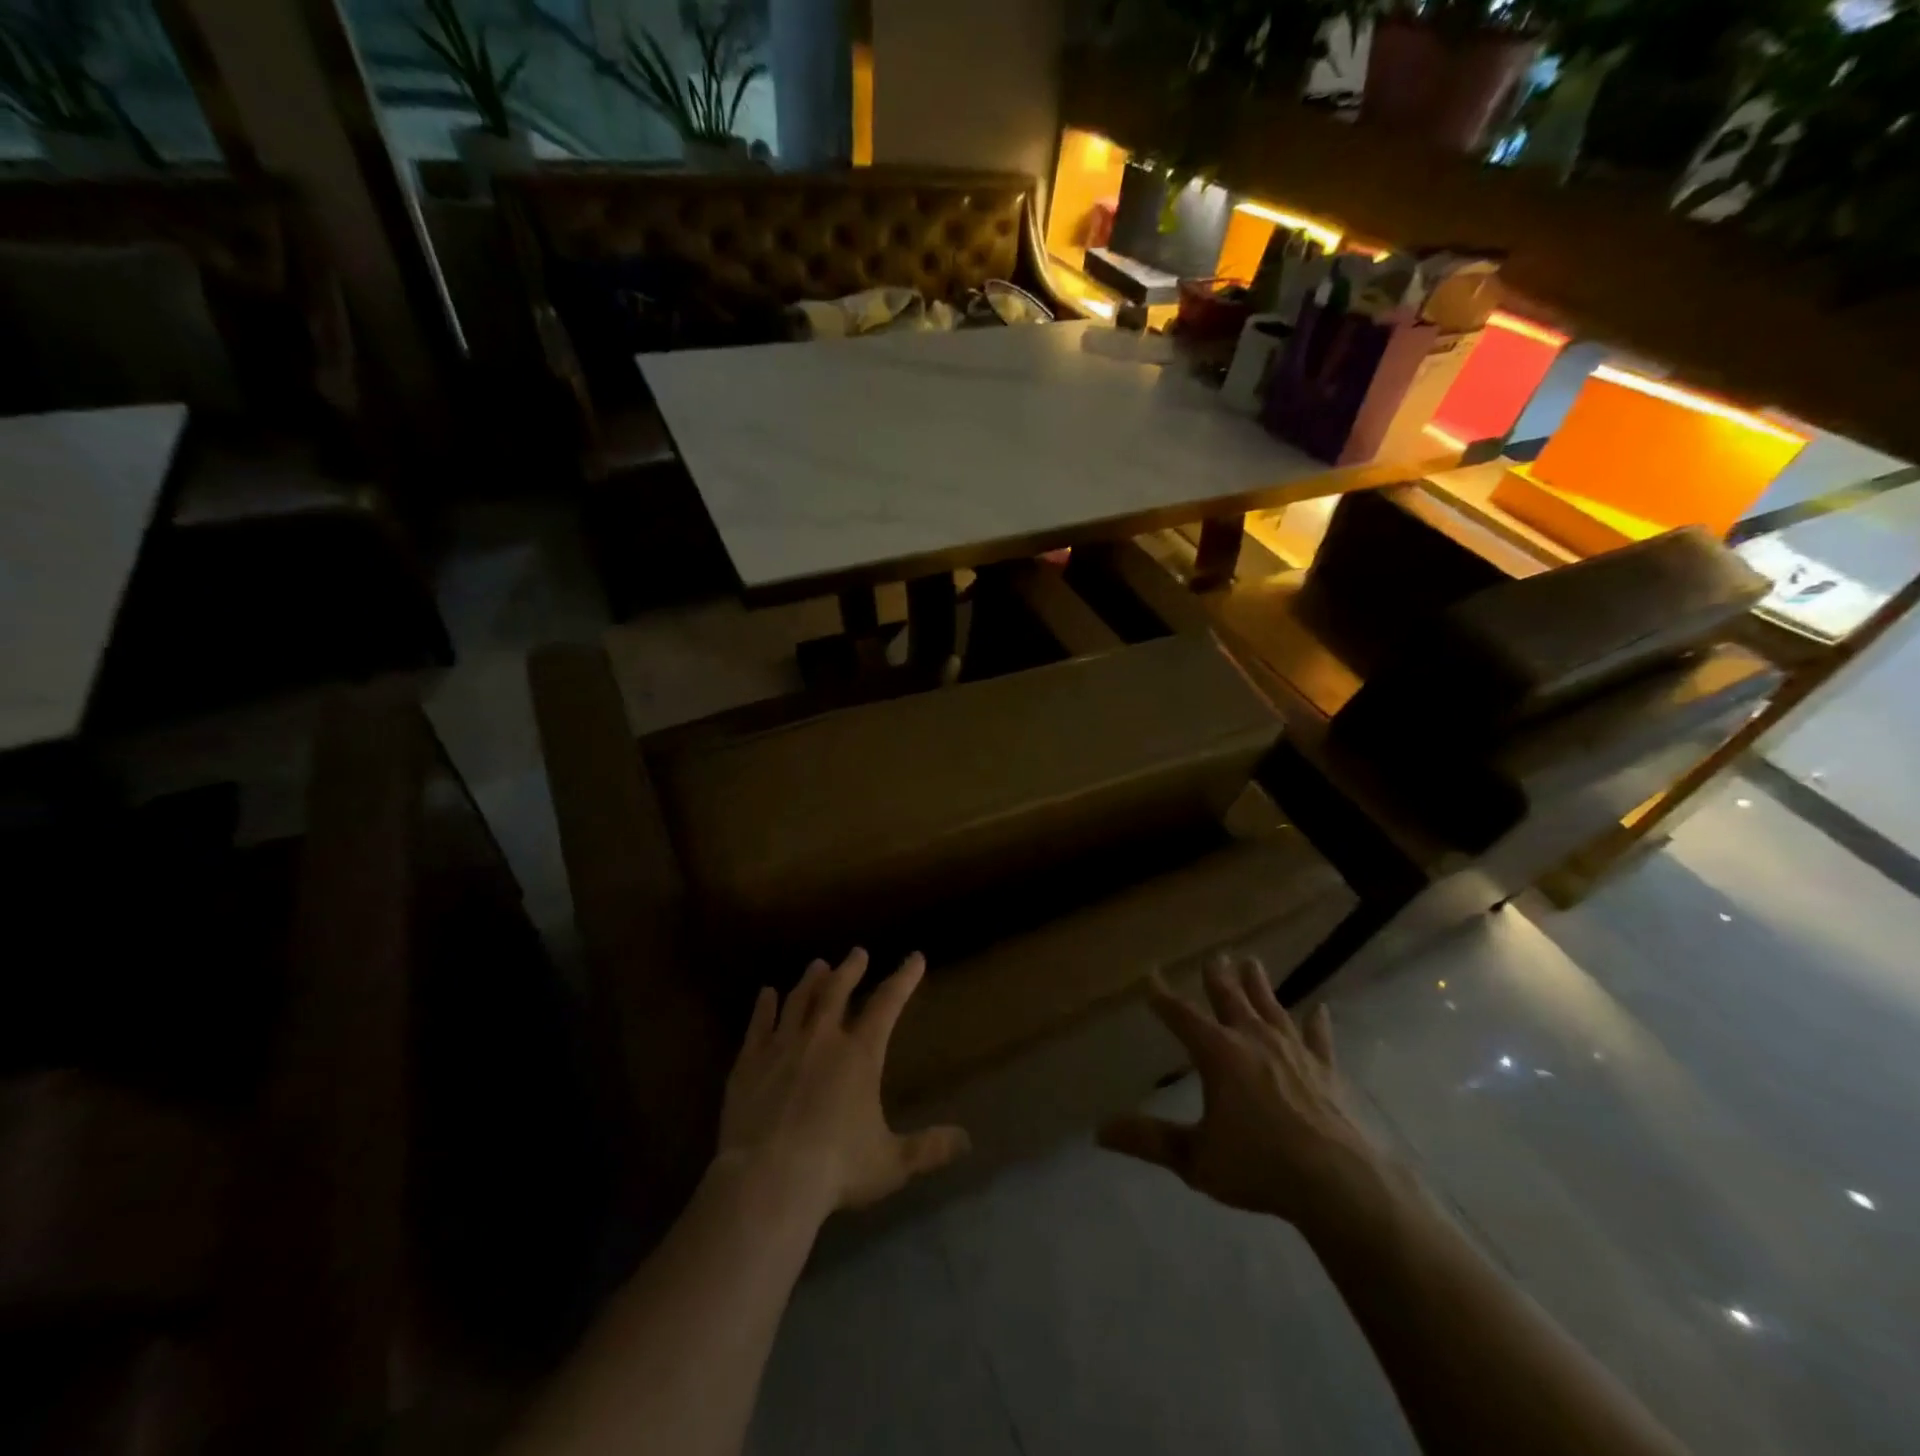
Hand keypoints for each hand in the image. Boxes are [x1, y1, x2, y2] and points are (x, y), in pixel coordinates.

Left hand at [716, 948, 969, 1218]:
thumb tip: (967, 1140)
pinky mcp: (749, 1063)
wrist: (767, 1181)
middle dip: (850, 969)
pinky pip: (759, 1025)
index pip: (887, 1004)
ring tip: (817, 965)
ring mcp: (782, 1047)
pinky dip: (764, 1007)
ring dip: (810, 981)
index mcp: (860, 1055)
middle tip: (857, 952)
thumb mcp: (891, 1163)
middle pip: (837, 991)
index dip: (903, 978)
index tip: (914, 958)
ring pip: (798, 1000)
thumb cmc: (835, 1169)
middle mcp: (822, 1039)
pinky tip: (766, 994)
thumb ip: (928, 1148)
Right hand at [1099, 955, 1382, 1225]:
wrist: (1338, 1183)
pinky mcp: (1326, 1070)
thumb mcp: (1195, 1159)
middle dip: (1218, 978)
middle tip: (1214, 956)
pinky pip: (1319, 1039)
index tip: (1150, 976)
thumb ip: (1149, 1141)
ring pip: (1271, 1008)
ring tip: (1252, 962)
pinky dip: (1317, 1024)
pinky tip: (1320, 1010)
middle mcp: (1253, 1040)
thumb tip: (1099, 1131)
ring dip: (1260, 985)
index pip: (1182, 1017)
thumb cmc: (1259, 1166)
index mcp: (1218, 1054)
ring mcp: (1293, 1051)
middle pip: (1230, 1000)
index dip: (1162, 998)